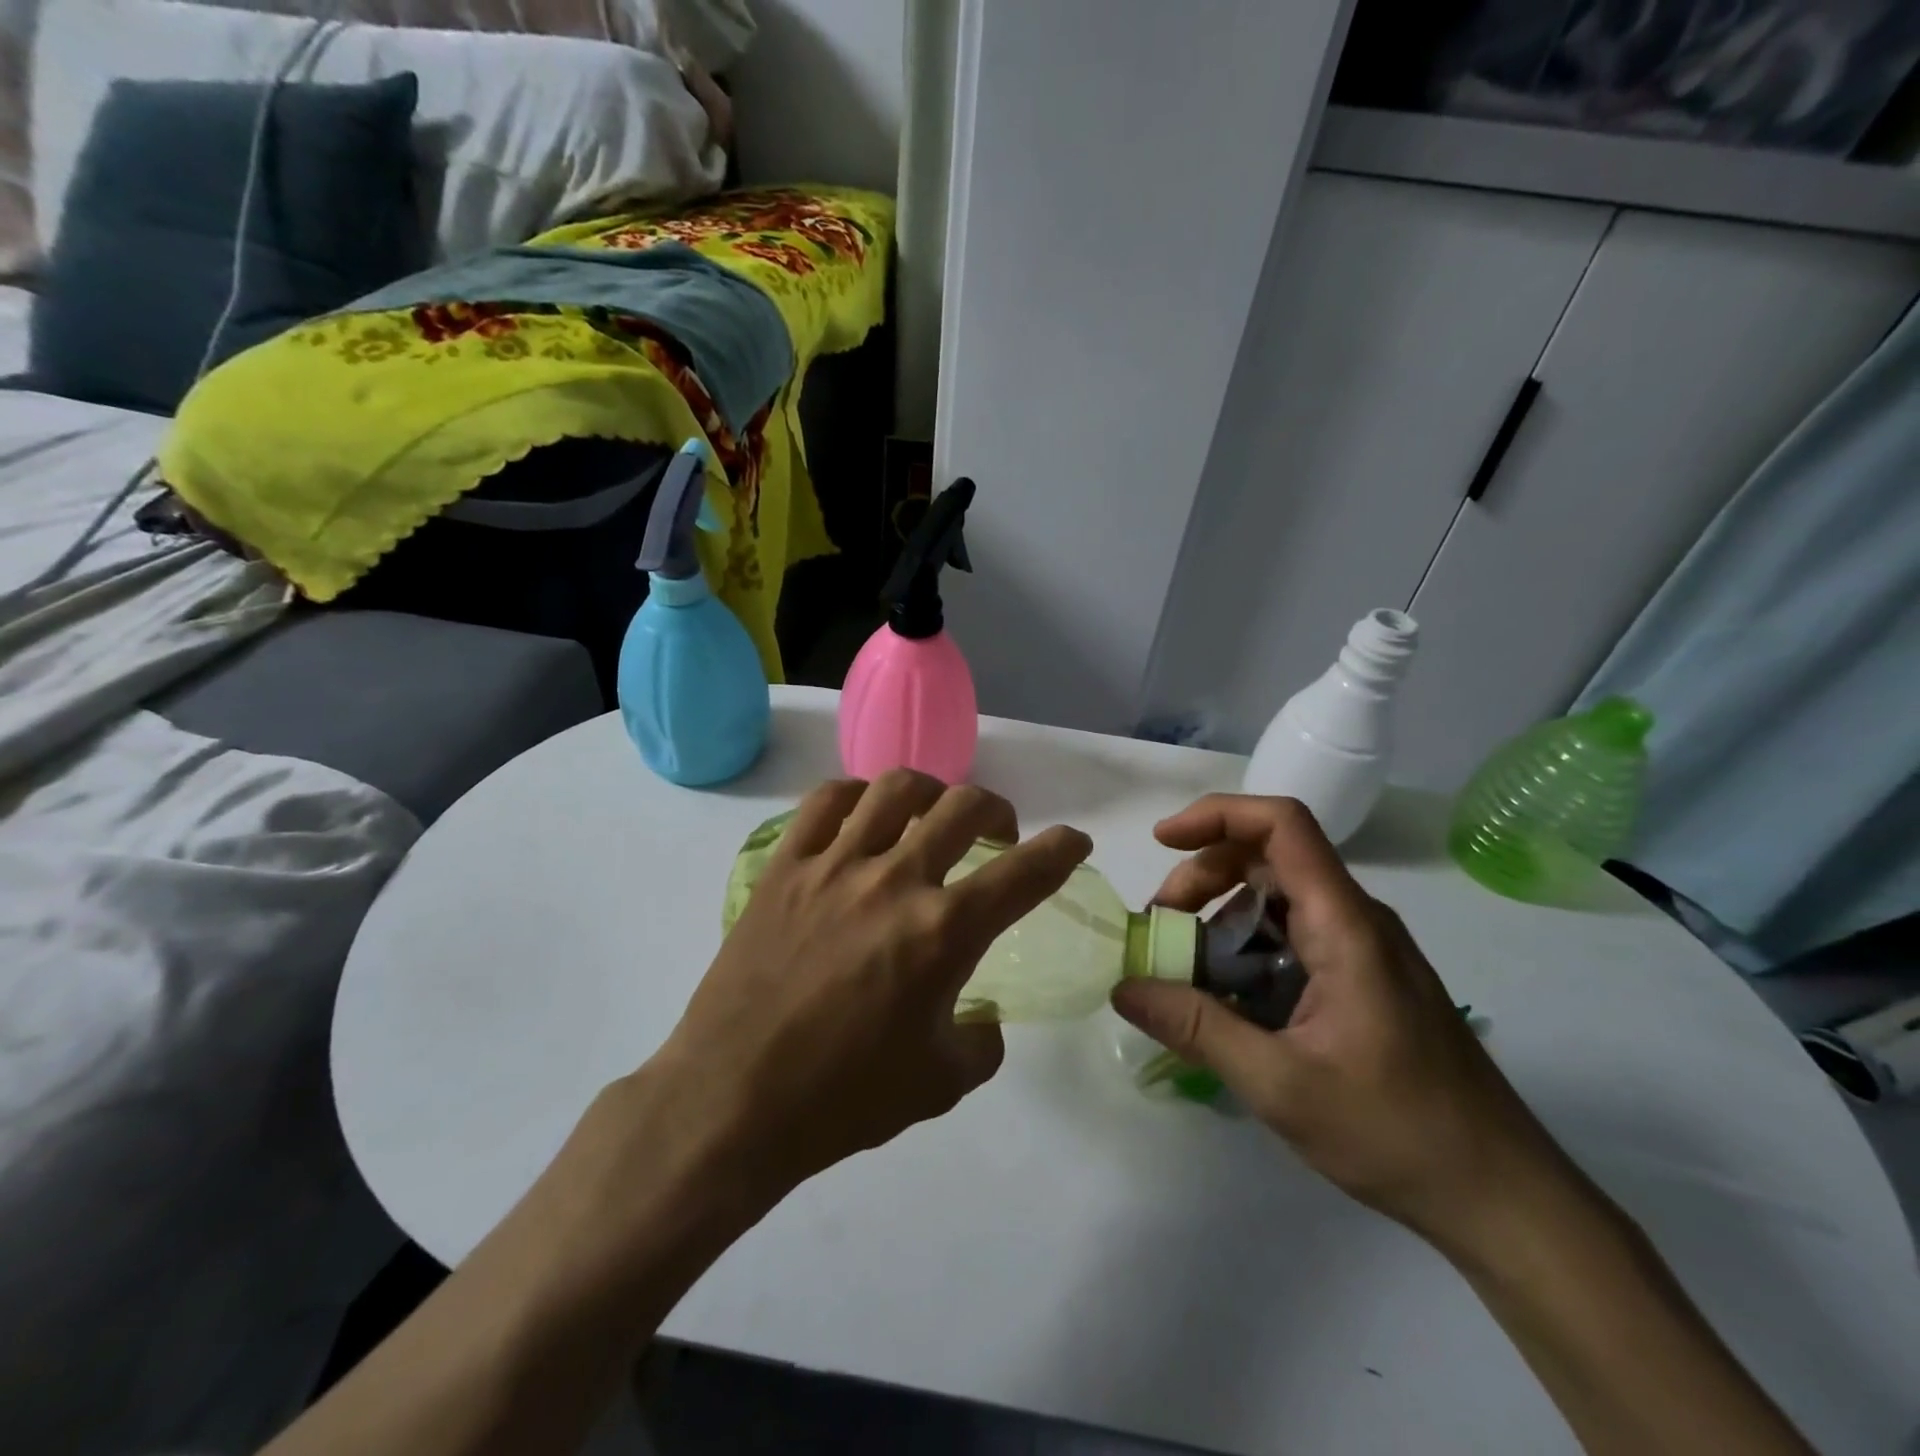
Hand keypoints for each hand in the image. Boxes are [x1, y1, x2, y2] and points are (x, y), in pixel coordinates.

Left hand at [648, 771, 1091, 1203]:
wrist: (733, 1102)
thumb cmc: (843, 1100)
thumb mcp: (940, 1084)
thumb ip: (982, 1043)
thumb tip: (983, 1016)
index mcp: (943, 932)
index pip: (1025, 872)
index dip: (1062, 849)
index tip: (1073, 841)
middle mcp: (895, 880)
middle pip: (964, 807)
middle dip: (997, 811)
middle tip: (998, 833)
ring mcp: (834, 865)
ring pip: (896, 788)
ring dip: (931, 793)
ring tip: (931, 815)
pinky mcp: (784, 866)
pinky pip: (826, 801)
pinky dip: (858, 795)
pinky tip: (863, 816)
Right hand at [1112, 795, 1575, 1255]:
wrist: (1501, 1197)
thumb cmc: (1398, 1132)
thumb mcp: (1280, 1084)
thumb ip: (1196, 1028)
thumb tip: (1123, 987)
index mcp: (1344, 924)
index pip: (1282, 825)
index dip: (1217, 815)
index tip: (1161, 842)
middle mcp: (1355, 920)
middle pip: (1268, 857)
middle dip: (1203, 877)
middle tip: (1161, 927)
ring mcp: (1361, 950)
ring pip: (1277, 900)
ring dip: (1220, 918)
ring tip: (1183, 971)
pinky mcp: (1361, 979)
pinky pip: (1291, 939)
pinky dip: (1246, 951)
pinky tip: (1225, 1002)